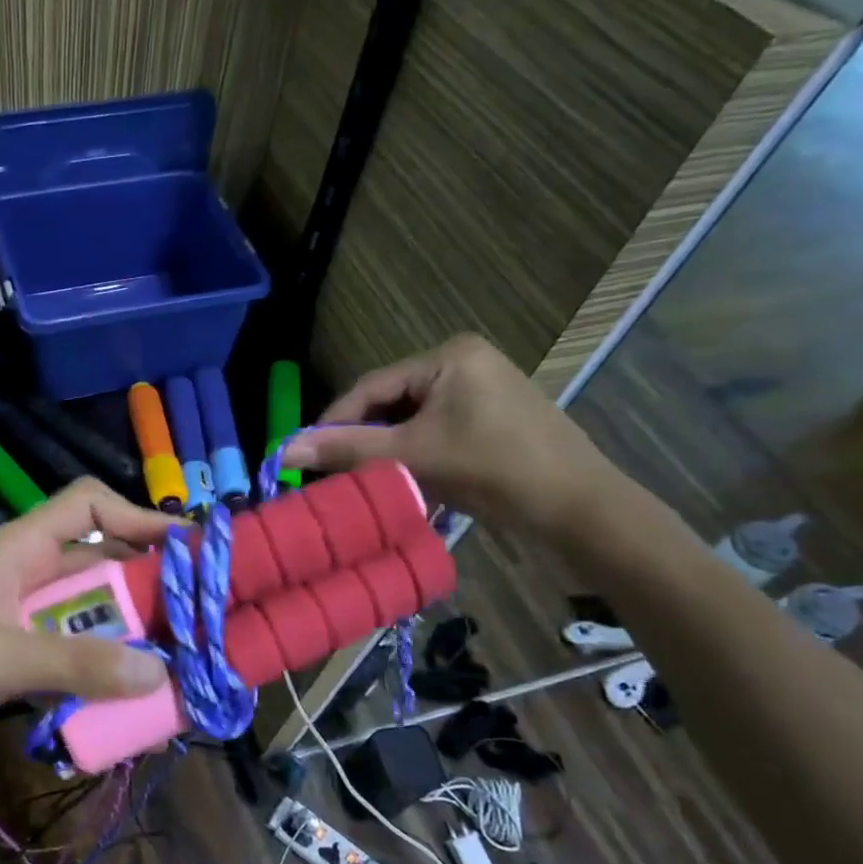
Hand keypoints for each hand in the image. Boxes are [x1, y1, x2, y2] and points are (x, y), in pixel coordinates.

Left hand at [0, 478, 175, 768]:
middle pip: (98, 562)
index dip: (137, 516)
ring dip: (126, 633)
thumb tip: (157, 671)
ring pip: (88, 612)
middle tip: (195, 618)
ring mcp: (18, 615)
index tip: (186, 548)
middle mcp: (24, 574)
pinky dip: (98, 666)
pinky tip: (126, 695)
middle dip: (145, 586)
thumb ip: (75, 662)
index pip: (86, 505)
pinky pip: (70, 650)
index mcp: (17, 550)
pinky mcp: (12, 653)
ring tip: (174, 662)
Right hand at [280, 334, 620, 540]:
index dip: (334, 421)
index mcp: (448, 355)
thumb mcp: (413, 456)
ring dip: (386, 446)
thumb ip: (347, 448)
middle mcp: (464, 359)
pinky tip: (403, 475)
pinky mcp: (491, 412)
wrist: (579, 508)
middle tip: (333, 471)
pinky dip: (414, 450)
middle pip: (391, 400)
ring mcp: (481, 385)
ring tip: (363, 477)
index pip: (372, 386)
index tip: (305, 455)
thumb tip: (284, 449)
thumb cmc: (495, 470)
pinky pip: (434, 425)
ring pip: (410, 416)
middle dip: (363, 436)